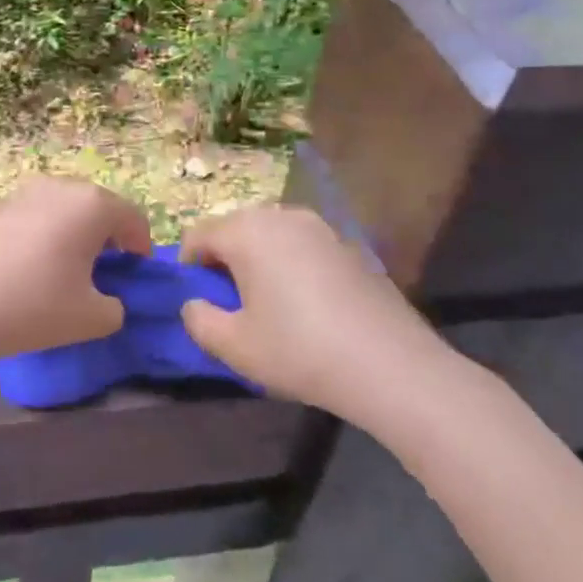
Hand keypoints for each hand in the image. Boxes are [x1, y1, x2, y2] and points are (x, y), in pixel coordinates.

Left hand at [0, 177, 152, 363]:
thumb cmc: (34, 306)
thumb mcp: (93, 319)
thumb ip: (116, 307)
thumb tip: (108, 299)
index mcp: (92, 205)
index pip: (133, 218)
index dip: (141, 246)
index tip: (134, 274)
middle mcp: (59, 187)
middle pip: (98, 207)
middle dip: (107, 237)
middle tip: (102, 273)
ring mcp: (22, 193)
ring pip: (64, 209)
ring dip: (73, 233)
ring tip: (64, 271)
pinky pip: (34, 215)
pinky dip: (43, 235)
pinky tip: (28, 268)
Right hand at [178, 205, 462, 429]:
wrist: (391, 365)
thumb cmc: (299, 350)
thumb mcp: (234, 346)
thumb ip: (198, 320)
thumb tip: (195, 304)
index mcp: (246, 231)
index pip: (198, 235)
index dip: (190, 267)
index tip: (200, 302)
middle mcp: (281, 216)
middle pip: (235, 228)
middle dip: (225, 260)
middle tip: (232, 304)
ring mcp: (320, 227)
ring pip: (271, 235)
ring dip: (259, 260)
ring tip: (270, 305)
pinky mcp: (349, 245)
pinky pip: (303, 246)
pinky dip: (292, 265)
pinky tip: (308, 306)